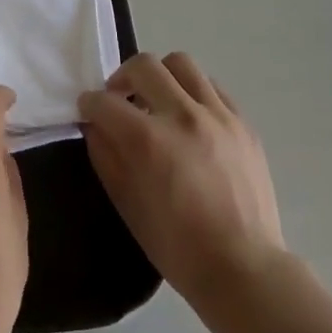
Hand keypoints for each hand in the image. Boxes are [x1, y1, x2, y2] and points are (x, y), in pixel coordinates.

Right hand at [78, 53, 284, 305]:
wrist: (244, 269)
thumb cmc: (177, 246)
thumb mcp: (127, 204)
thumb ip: (106, 156)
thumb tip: (95, 126)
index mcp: (149, 140)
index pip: (105, 101)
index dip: (89, 104)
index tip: (87, 110)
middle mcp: (183, 115)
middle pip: (144, 65)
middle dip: (122, 78)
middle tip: (120, 100)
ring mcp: (218, 115)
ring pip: (181, 64)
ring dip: (160, 76)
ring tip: (157, 101)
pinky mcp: (243, 123)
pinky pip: (212, 87)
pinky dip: (193, 92)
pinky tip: (189, 117)